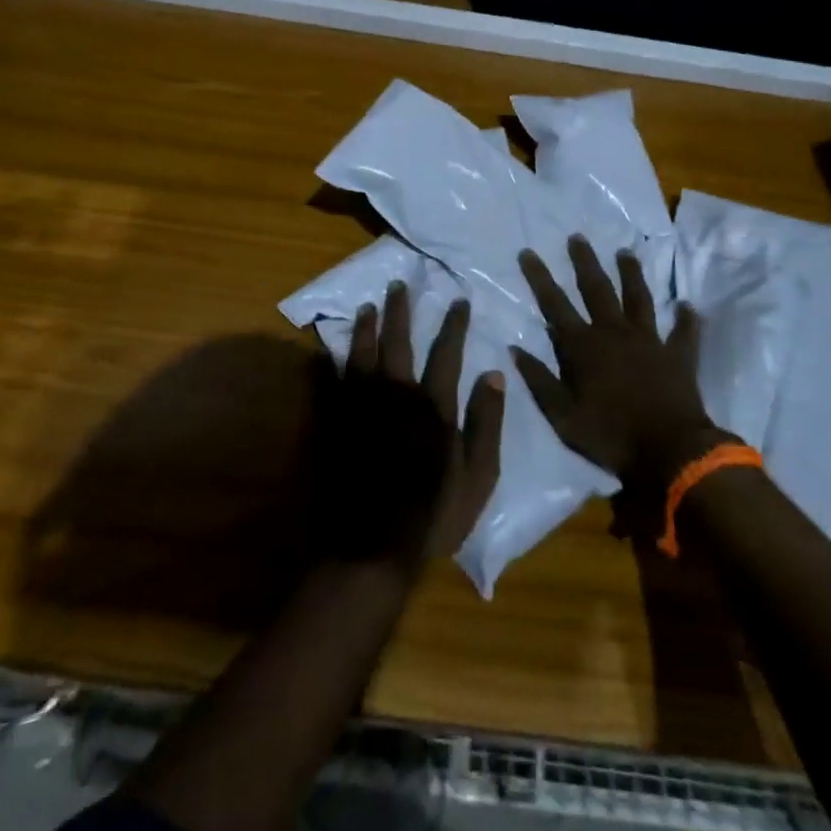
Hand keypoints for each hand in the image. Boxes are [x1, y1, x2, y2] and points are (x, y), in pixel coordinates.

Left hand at [315, 282, 505, 567]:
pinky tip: (334, 347)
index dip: (454, 324)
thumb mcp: (479, 477)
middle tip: (398, 284)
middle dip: (401, 312)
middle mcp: (397, 396)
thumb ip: (487, 423)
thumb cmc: (433, 515)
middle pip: (398, 343)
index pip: (447, 353)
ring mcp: (363, 408)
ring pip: (363, 354)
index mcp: (434, 407)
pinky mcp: (338, 424)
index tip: (458, 300)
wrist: (372, 546)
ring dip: (366, 327)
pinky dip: (337, 360)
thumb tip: (495, 374)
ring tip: (367, 306)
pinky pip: (336, 381)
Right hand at [513, 236, 729, 492]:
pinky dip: (686, 318)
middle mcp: (615, 333)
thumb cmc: (610, 435)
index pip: (555, 305)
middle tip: (578, 237)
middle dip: (585, 262)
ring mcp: (649, 340)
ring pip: (638, 298)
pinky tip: (688, 304)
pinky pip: (684, 331)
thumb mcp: (561, 415)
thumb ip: (539, 380)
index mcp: (584, 346)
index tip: (528, 252)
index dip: (539, 278)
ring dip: (631, 274)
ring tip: (625, 252)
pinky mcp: (678, 355)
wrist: (669, 452)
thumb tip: (514, 349)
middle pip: (597, 289)